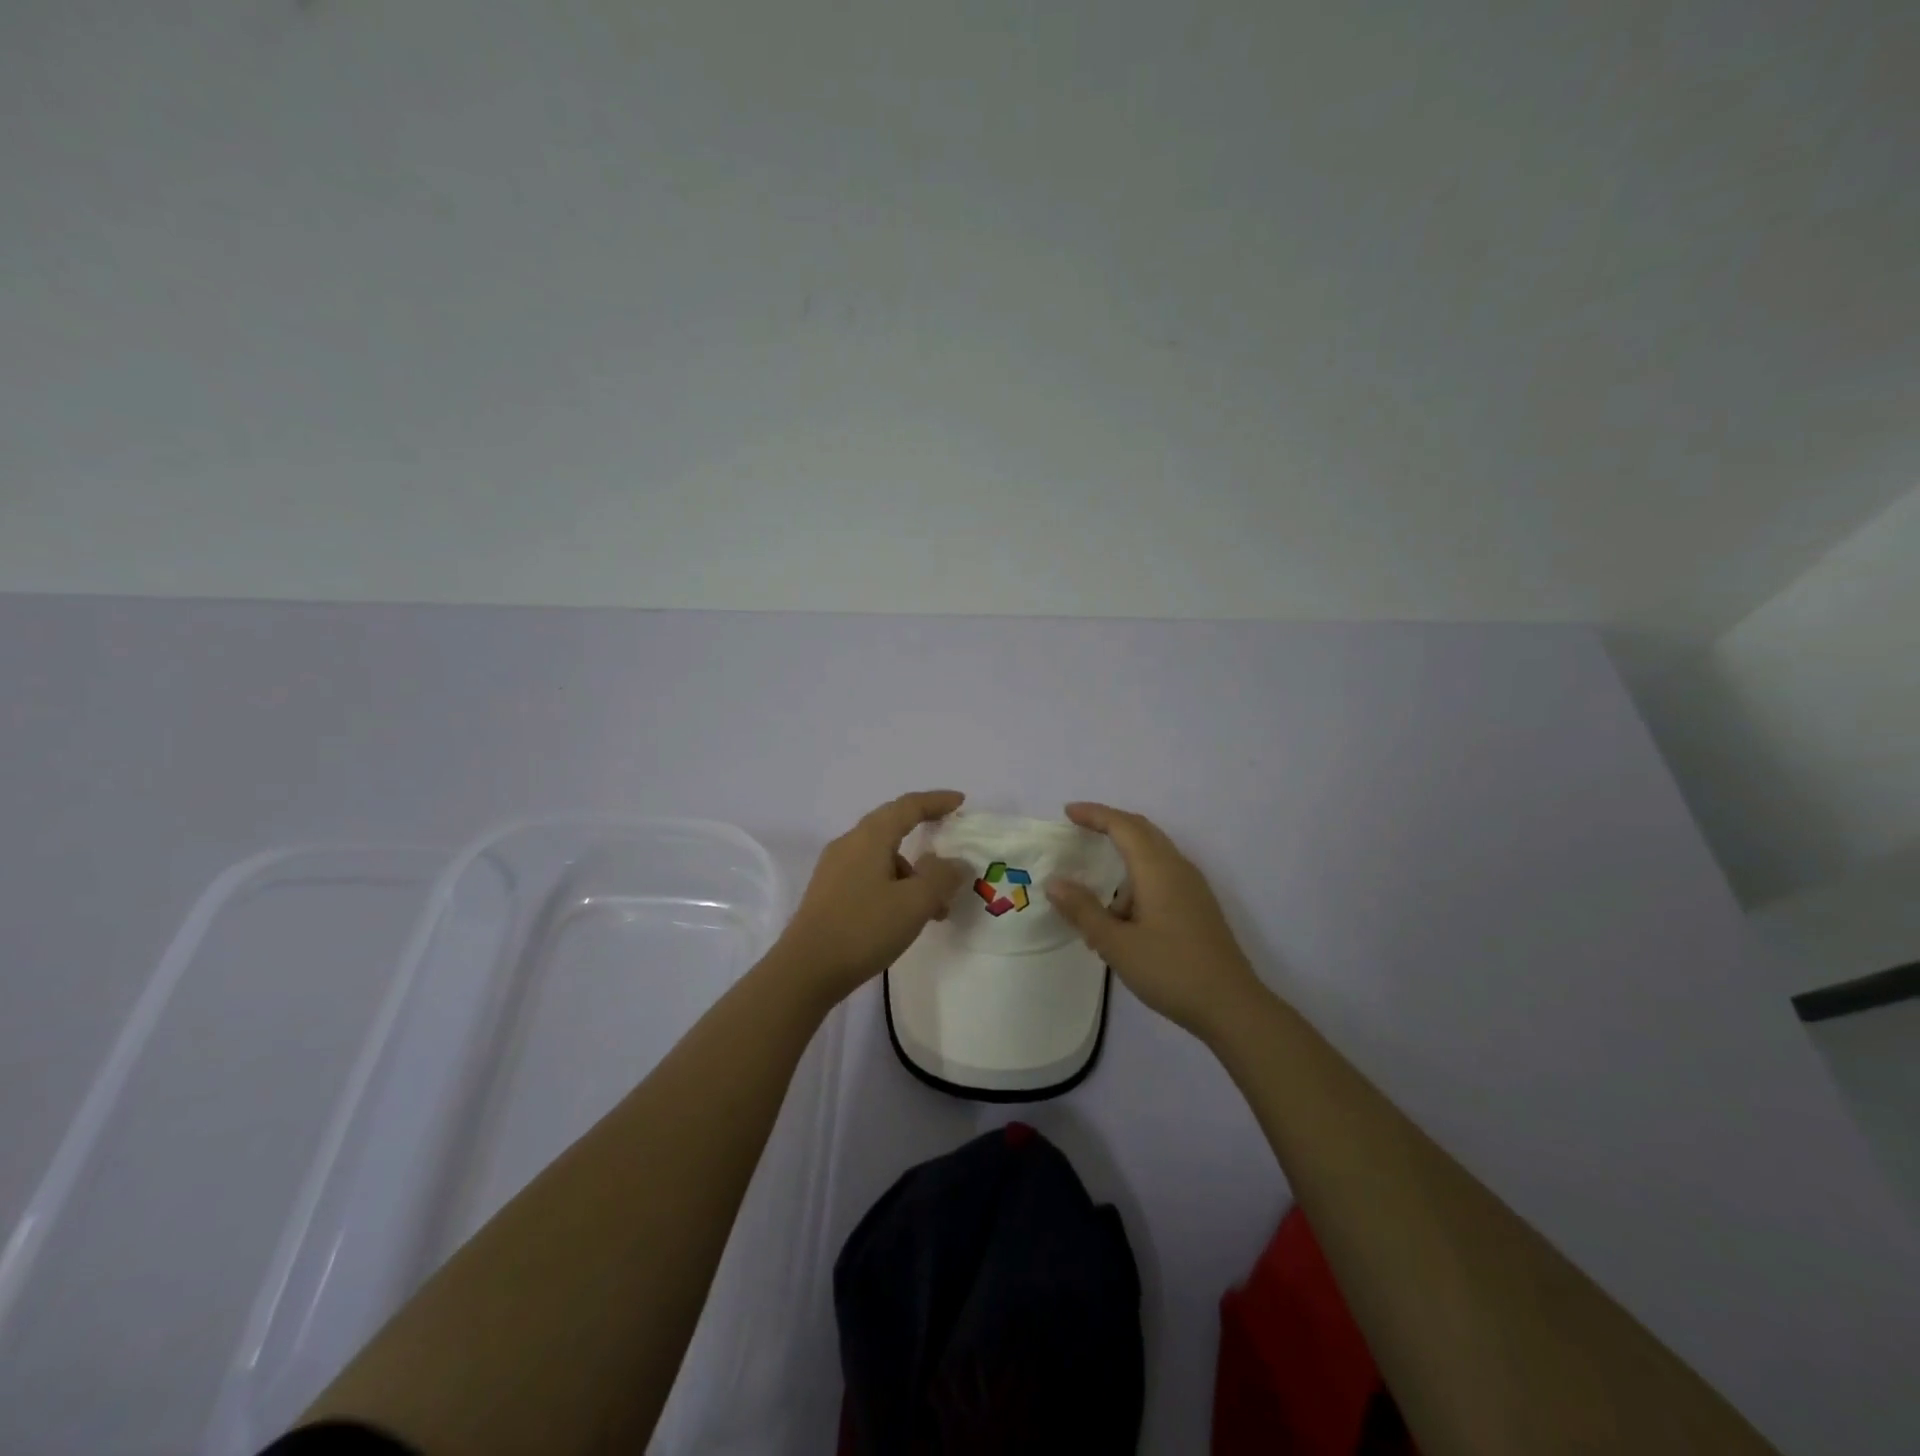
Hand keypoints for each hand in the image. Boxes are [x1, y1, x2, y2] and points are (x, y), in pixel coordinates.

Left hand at [776, 790, 969, 1006]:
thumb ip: (941, 877)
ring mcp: (834, 869)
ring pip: (882, 857)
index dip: (936, 801)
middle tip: (950, 853)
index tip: (960, 802)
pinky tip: (905, 917)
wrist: (805, 971)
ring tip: (935, 910)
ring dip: (912, 874)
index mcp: (869, 837)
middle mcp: (849, 844)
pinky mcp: (828, 893)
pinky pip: (869, 876)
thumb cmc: (864, 928)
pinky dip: (894, 886)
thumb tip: (954, 863)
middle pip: (892, 827)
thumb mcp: (915, 903)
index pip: (908, 806)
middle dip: (925, 838)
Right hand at [1044, 802, 1267, 1041]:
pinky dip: (1137, 881)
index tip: (1067, 812)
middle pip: (1141, 831)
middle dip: (1110, 825)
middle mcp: (1177, 868)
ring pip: (1153, 855)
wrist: (1231, 1006)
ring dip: (1123, 862)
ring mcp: (1192, 887)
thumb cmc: (1170, 970)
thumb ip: (1083, 910)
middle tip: (1080, 829)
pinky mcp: (1198, 906)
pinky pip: (1162, 876)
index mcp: (1157, 869)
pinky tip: (1123, 918)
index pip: (1122, 826)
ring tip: (1095, 900)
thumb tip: (1055, 883)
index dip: (1094, 814)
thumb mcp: (1116, 944)